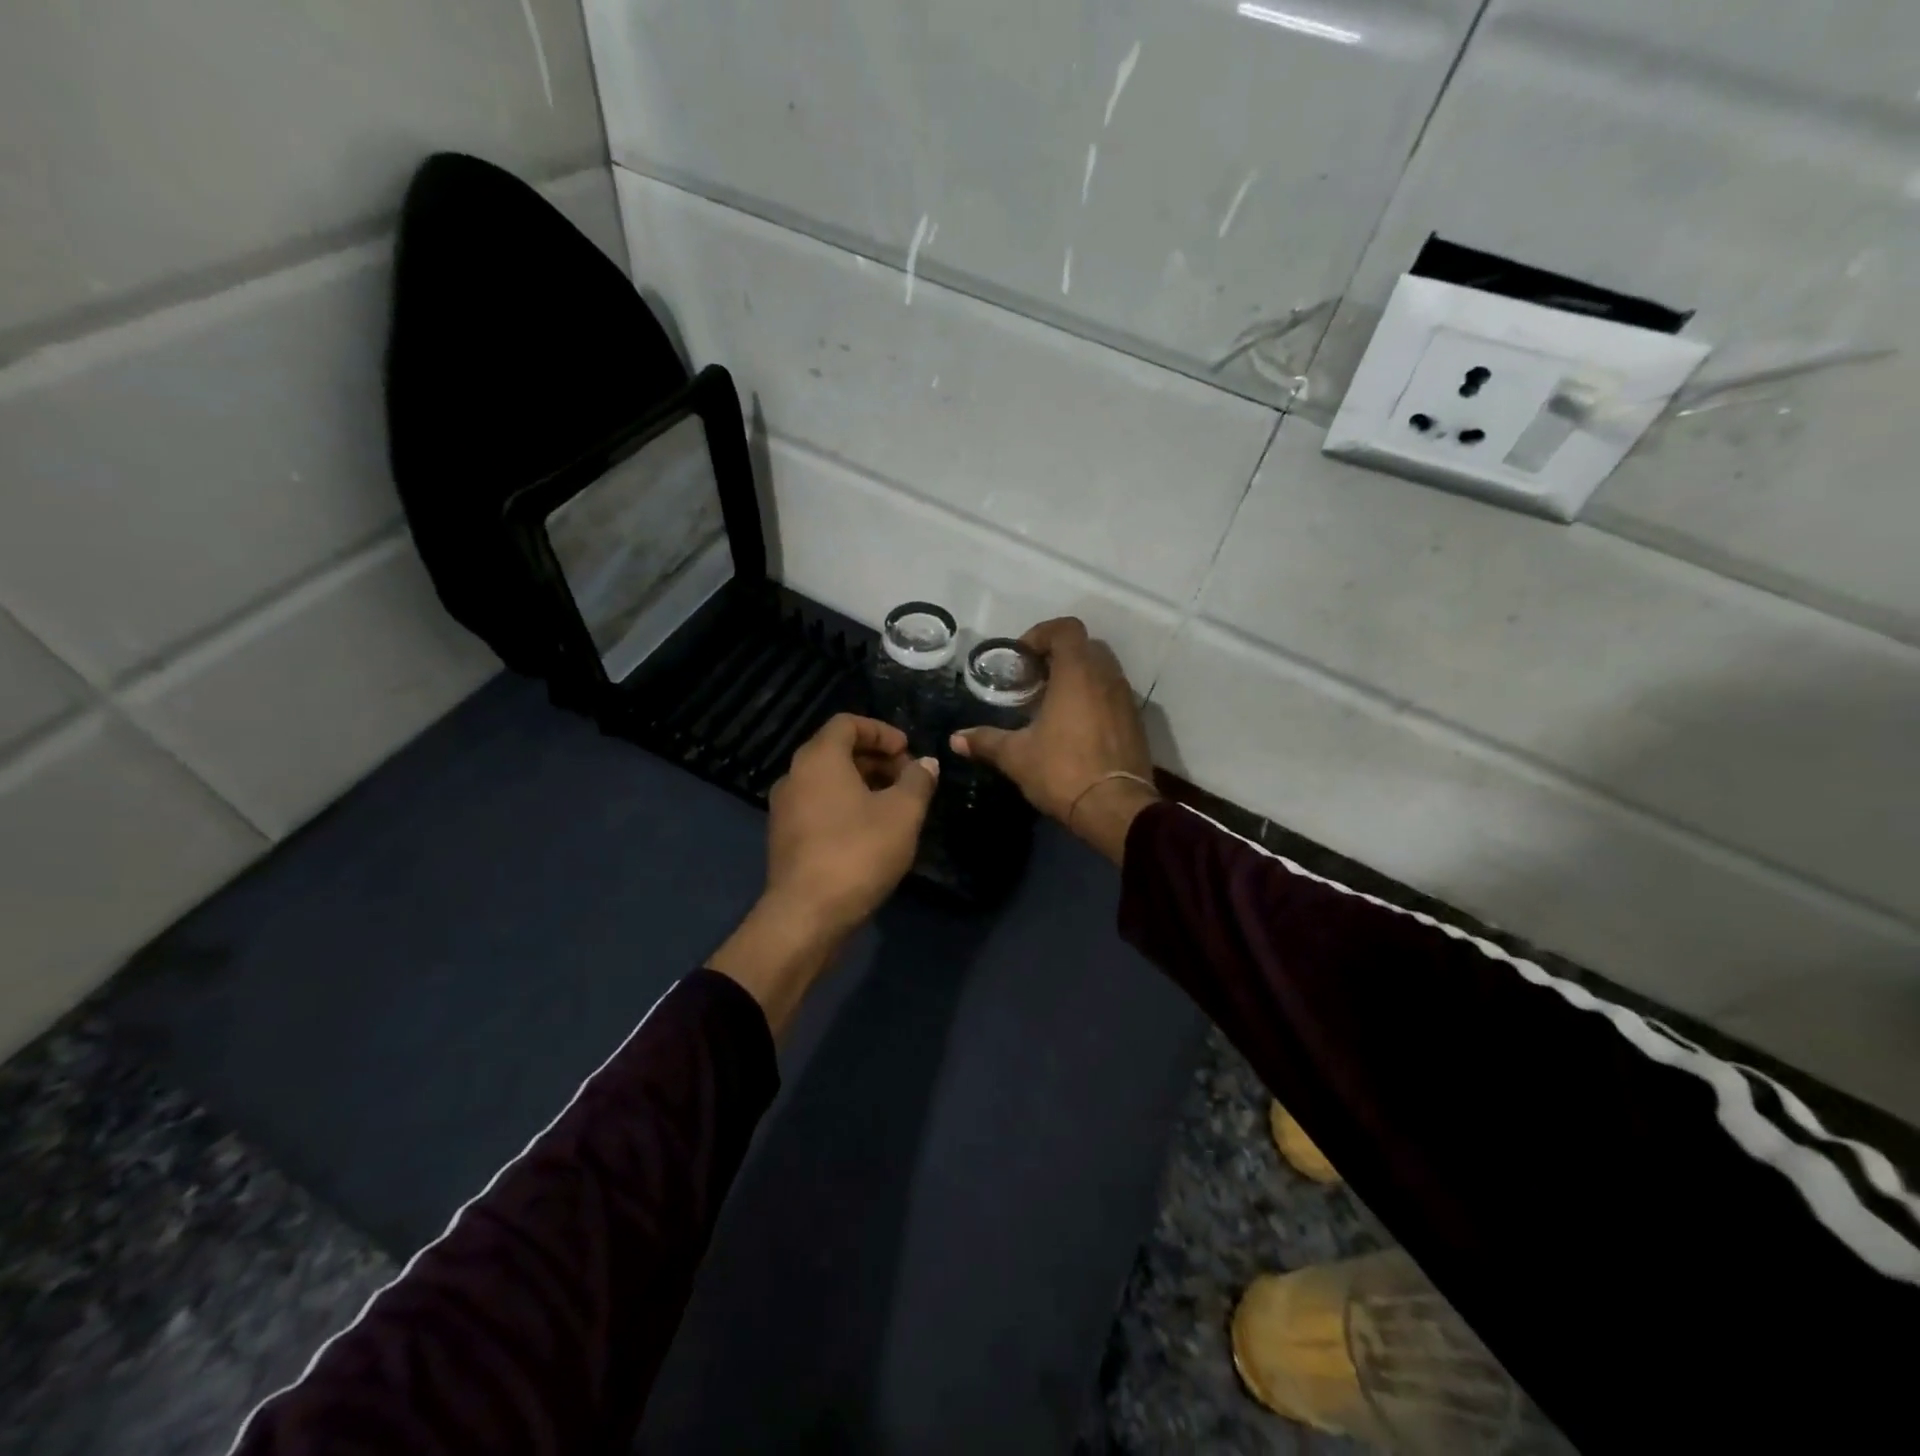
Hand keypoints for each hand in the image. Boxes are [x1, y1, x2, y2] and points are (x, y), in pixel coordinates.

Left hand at [764, 714, 938, 937]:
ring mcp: (785, 809)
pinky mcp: (785, 838)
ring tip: (896, 806)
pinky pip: (819, 806)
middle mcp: (795, 776)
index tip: (908, 751)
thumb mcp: (903, 813)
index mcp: (818, 759)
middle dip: (876, 759)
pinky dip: (846, 806)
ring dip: (863, 784)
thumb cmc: (858, 852)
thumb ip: (918, 781)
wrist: (807, 915)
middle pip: (837, 750)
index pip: (847, 722)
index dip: (882, 731)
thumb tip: (927, 764)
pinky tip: (872, 832)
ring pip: (828, 781)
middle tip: (909, 779)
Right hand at [950, 618, 1159, 862]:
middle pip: (1086, 646)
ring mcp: (1125, 699)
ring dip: (1079, 677)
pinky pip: (1113, 695)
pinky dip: (1094, 698)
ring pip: (1103, 671)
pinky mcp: (1136, 722)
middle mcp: (1106, 677)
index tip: (1022, 657)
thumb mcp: (1016, 756)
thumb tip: (956, 739)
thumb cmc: (1062, 771)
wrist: (1115, 809)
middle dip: (1059, 655)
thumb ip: (986, 741)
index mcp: (1077, 673)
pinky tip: (1075, 727)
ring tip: (1052, 704)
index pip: (1066, 628)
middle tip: (1034, 679)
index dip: (1042, 633)